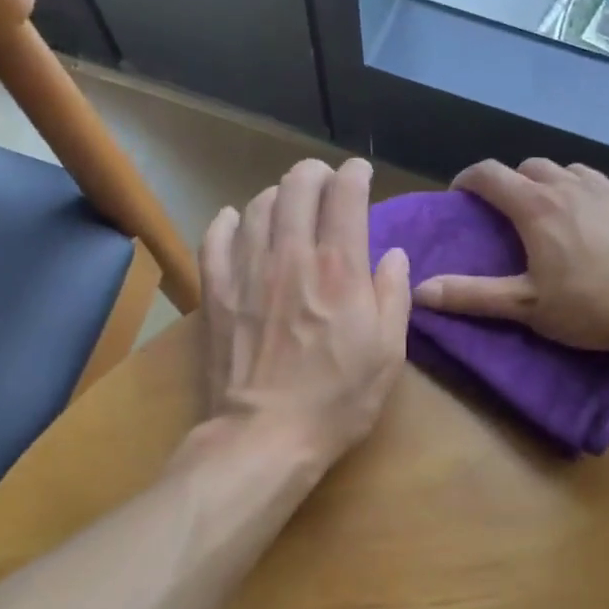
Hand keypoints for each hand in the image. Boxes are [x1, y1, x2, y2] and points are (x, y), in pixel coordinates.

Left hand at [199, 157, 410, 470]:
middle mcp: (291, 255)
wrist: (265, 435)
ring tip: (287, 204)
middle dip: (315, 173)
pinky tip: (236, 222)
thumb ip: (393, 296)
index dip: (355, 174)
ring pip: (258, 205)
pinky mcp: (215, 290)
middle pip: (297, 186)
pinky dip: (228, 221)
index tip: (360, 174)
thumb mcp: (388, 354)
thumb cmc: (337, 400)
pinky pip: (215, 236)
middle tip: (324, 180)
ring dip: (277, 195)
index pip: (345, 194)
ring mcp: (247, 270)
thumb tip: (393, 255)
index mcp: (339, 267)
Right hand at [412, 159, 608, 356]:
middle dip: (514, 182)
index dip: (469, 178)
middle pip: (531, 166)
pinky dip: (599, 192)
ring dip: (556, 184)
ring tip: (557, 212)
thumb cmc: (591, 307)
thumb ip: (471, 295)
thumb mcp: (525, 305)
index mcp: (536, 207)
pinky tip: (605, 213)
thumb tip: (419, 290)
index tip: (461, 194)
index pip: (490, 174)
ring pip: (573, 170)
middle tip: (511, 211)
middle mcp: (571, 184)